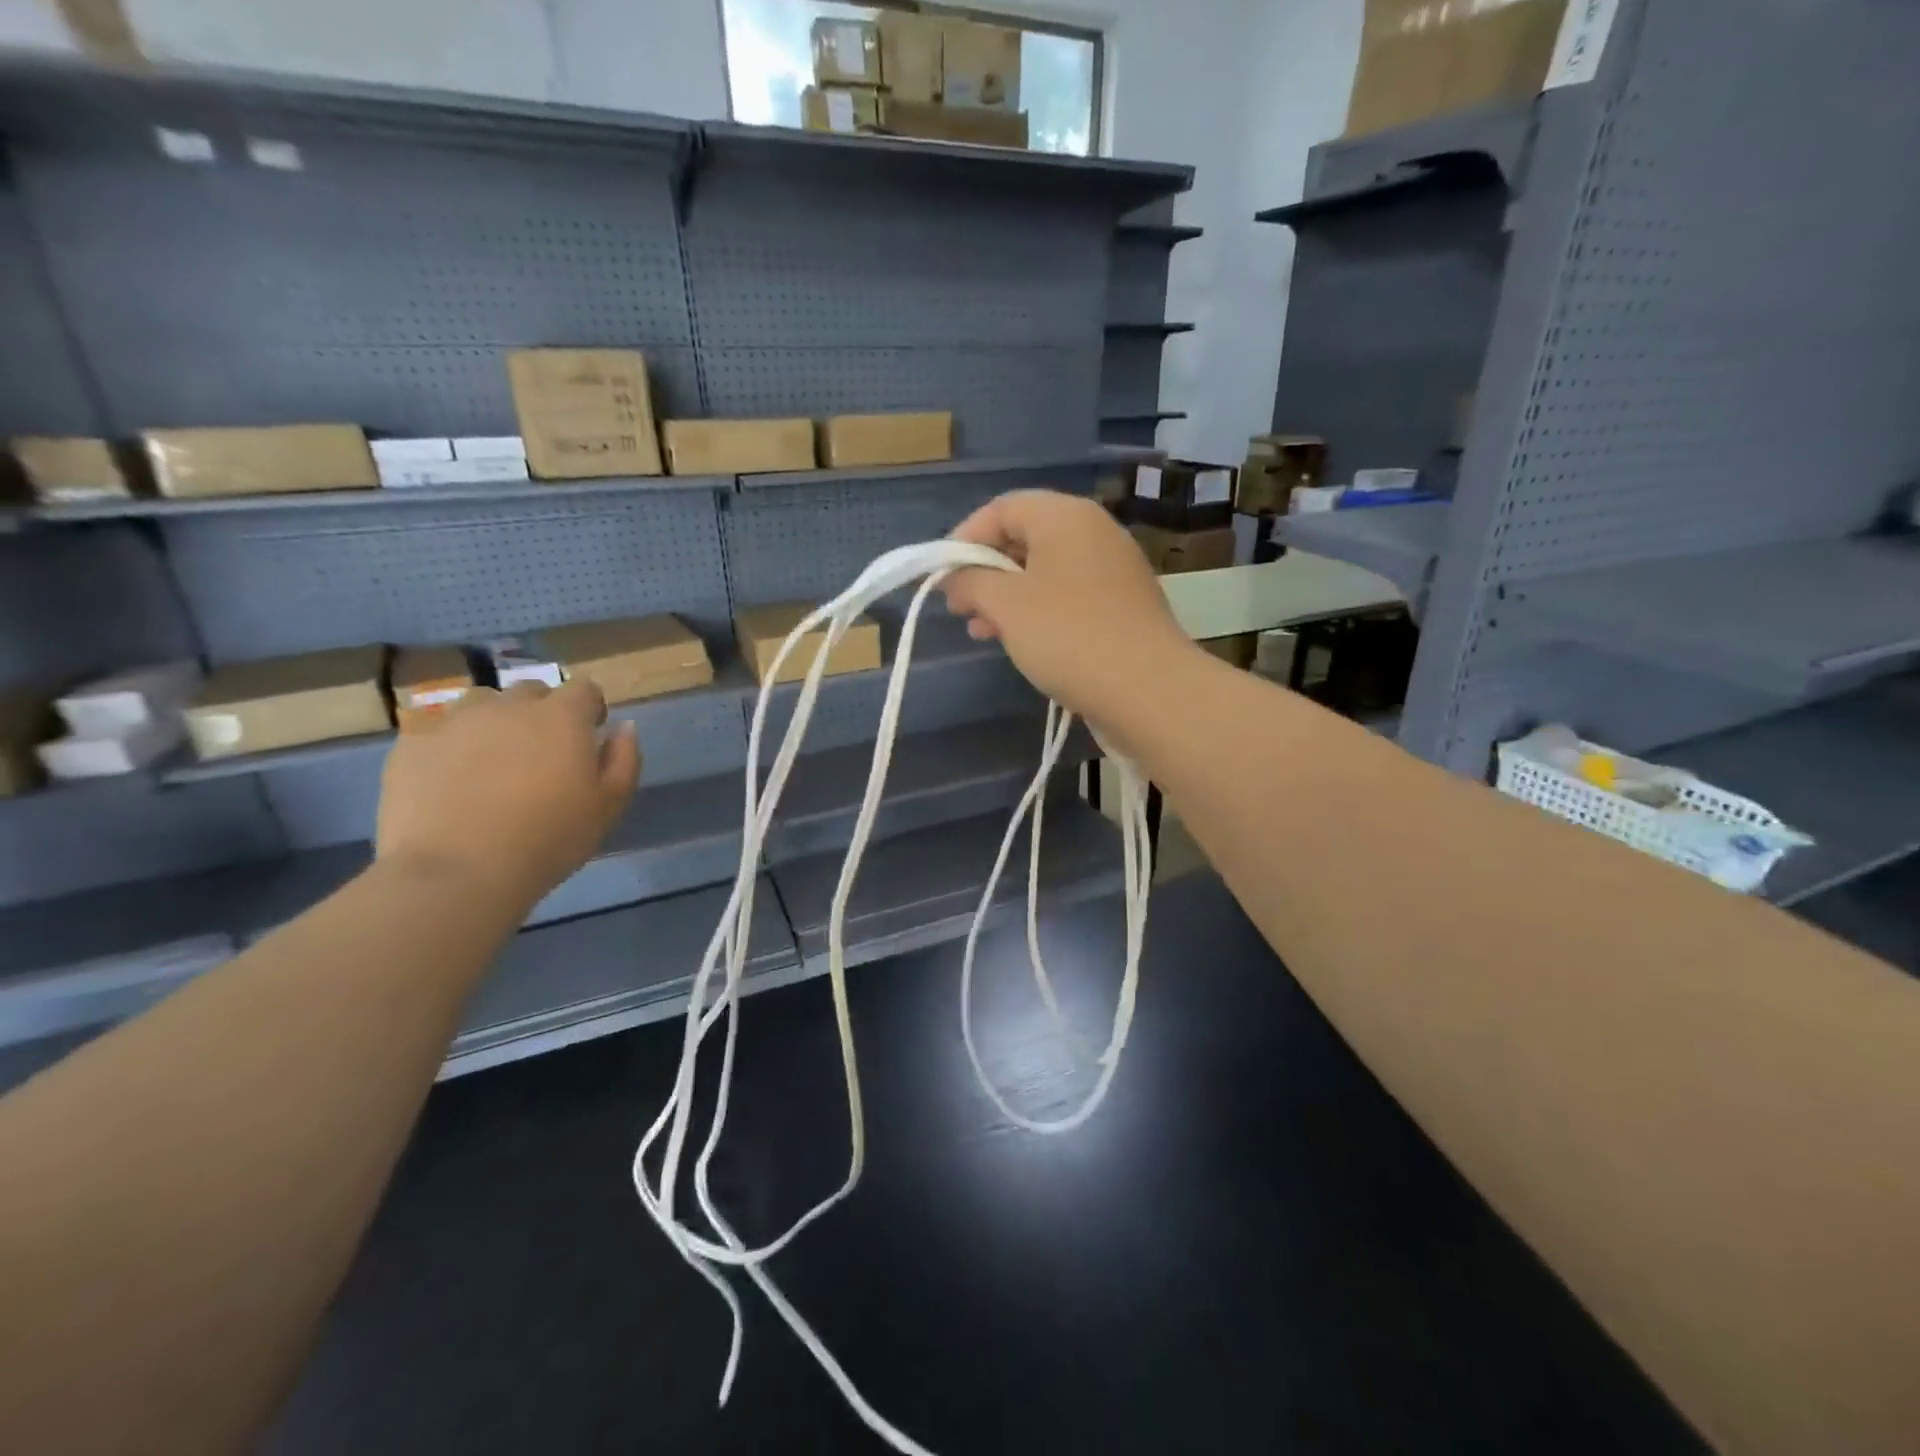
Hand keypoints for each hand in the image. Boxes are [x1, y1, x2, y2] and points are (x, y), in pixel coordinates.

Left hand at [375, 679, 641, 911]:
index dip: (589, 709)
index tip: (589, 737)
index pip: (584, 688)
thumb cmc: (549, 839)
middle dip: (541, 713)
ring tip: (492, 762)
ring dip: (494, 722)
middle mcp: (509, 706)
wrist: (457, 872)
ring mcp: (456, 721)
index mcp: (562, 717)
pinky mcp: (412, 743)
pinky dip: (451, 747)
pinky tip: (452, 782)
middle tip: (541, 755)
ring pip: (482, 704)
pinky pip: (439, 732)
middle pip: (532, 692)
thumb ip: (624, 759)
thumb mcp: (609, 806)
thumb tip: (623, 727)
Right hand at [942, 489, 1195, 728]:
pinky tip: (1020, 641)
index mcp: (1065, 516)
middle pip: (1025, 537)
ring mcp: (1113, 568)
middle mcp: (1093, 531)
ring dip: (1007, 596)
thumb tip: (953, 577)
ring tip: (981, 631)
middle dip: (985, 572)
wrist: (1149, 689)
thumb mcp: (1006, 606)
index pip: (1002, 508)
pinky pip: (1068, 594)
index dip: (964, 538)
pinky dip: (1038, 610)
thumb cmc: (1068, 636)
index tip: (942, 577)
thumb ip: (971, 582)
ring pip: (1045, 570)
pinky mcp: (1123, 603)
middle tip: (960, 607)